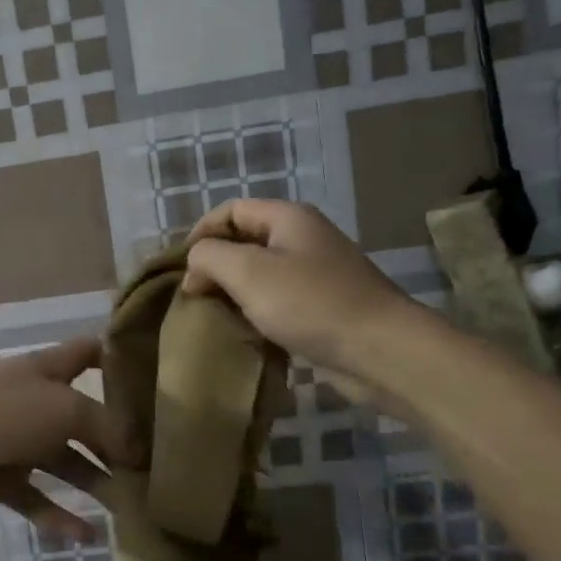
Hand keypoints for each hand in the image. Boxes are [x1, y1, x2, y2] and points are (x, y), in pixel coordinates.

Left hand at [0, 337, 137, 544]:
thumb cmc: (4, 412)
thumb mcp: (66, 410)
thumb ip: (108, 428)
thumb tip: (138, 450)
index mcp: (46, 370)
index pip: (87, 353)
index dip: (116, 359)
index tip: (150, 376)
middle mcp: (34, 401)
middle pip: (82, 417)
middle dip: (114, 439)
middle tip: (151, 464)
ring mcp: (15, 440)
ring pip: (63, 461)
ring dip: (94, 481)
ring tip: (129, 505)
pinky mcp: (0, 477)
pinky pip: (35, 498)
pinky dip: (59, 516)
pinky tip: (87, 537)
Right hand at [180, 200, 415, 383]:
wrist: (380, 350)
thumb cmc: (310, 303)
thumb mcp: (247, 272)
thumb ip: (209, 257)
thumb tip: (195, 266)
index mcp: (288, 218)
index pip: (231, 210)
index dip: (200, 232)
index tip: (180, 268)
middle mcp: (303, 239)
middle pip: (244, 241)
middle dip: (214, 265)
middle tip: (193, 295)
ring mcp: (315, 274)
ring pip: (259, 274)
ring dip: (233, 292)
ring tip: (212, 315)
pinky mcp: (322, 307)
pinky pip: (277, 301)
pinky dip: (255, 312)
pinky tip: (244, 332)